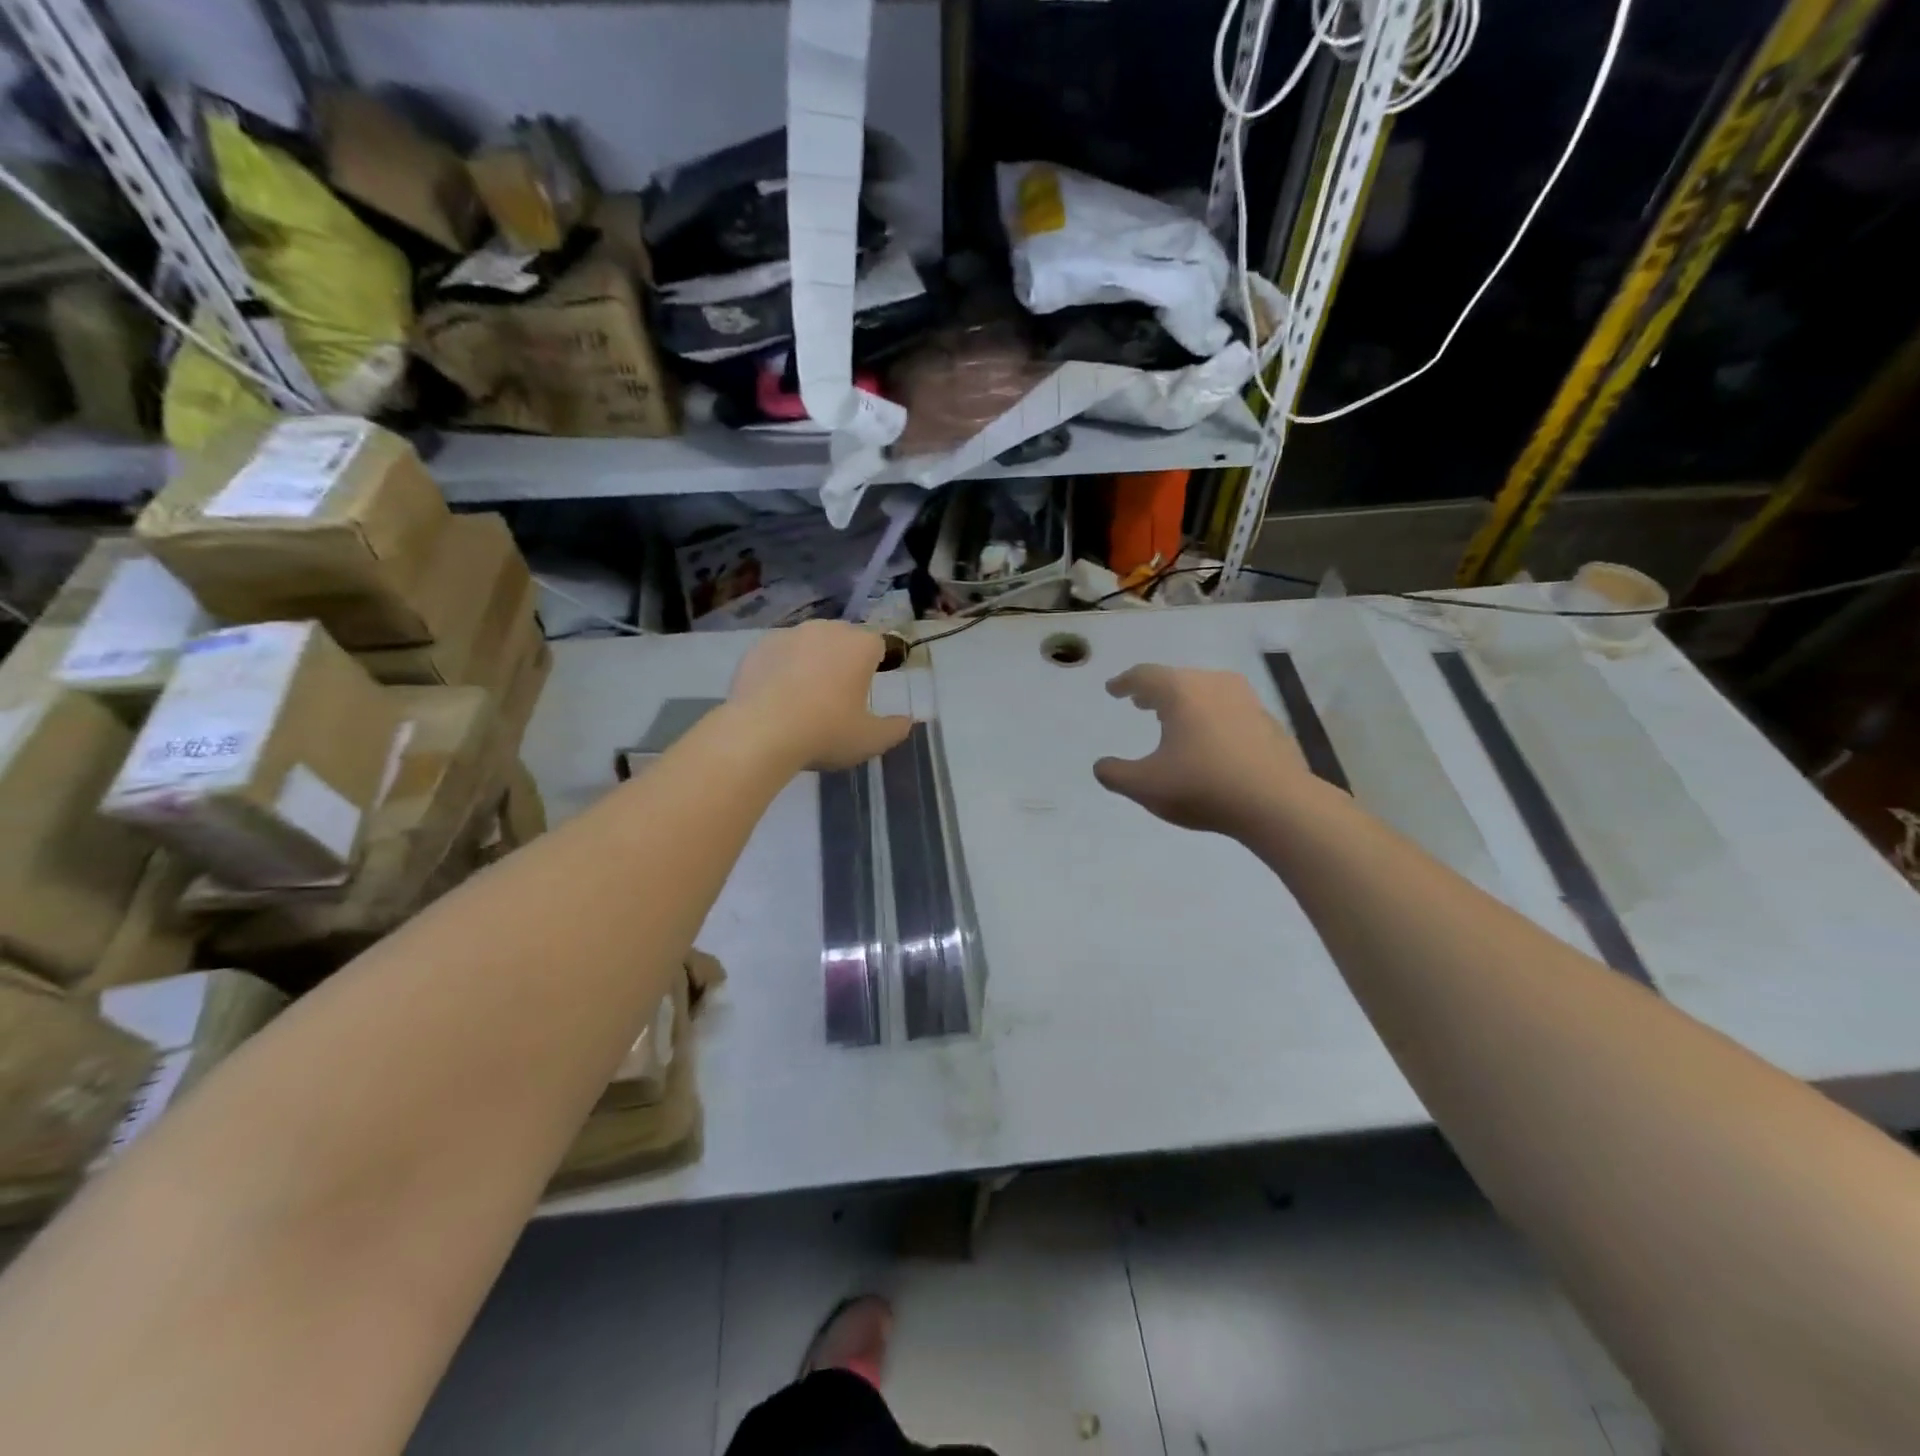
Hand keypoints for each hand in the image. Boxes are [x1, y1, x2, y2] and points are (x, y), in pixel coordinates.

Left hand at [729, 621, 912, 771]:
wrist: (761, 733)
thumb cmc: (826, 732)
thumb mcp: (870, 740)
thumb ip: (895, 729)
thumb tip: (906, 722)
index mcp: (860, 646)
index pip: (878, 644)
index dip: (875, 664)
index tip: (866, 689)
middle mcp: (827, 629)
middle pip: (842, 638)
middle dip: (842, 659)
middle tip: (836, 695)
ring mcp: (789, 634)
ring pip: (808, 643)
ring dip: (810, 661)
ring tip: (802, 696)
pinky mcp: (758, 646)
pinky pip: (778, 653)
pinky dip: (780, 667)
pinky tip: (775, 696)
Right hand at [1094, 665, 1312, 836]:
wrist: (1278, 804)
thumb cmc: (1203, 786)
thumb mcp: (1145, 786)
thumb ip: (1115, 774)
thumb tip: (1101, 766)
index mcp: (1181, 692)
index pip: (1145, 676)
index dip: (1125, 682)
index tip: (1113, 689)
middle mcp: (1214, 685)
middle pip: (1177, 679)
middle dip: (1155, 691)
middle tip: (1141, 703)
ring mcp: (1247, 701)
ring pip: (1207, 692)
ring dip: (1186, 703)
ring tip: (1175, 720)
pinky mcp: (1269, 723)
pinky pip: (1230, 711)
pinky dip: (1212, 719)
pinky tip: (1211, 742)